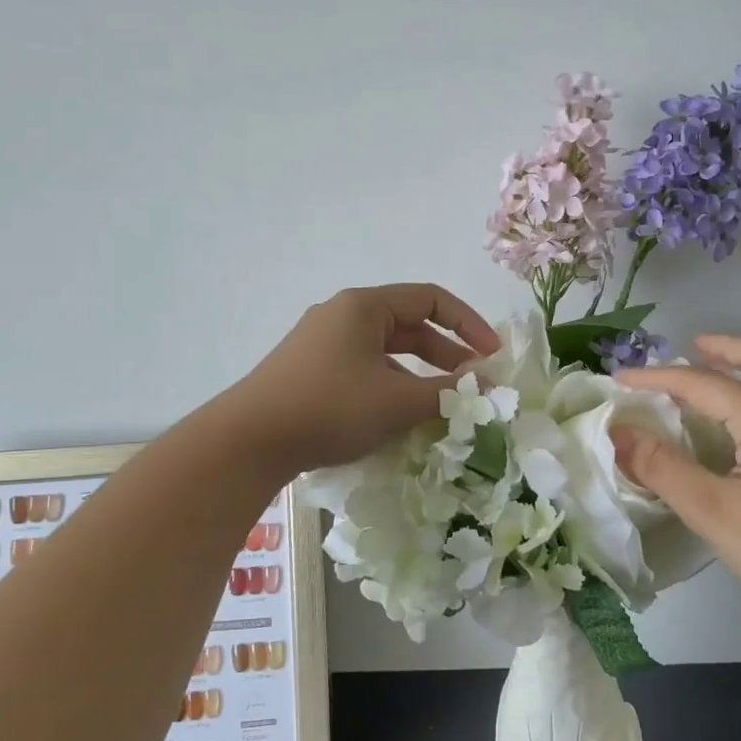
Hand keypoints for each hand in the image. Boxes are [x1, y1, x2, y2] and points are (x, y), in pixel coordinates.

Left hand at [227, 283, 499, 474]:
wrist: (248, 441)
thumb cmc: (330, 407)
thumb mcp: (397, 401)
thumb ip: (447, 392)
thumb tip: (486, 386)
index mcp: (364, 306)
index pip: (431, 299)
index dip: (468, 324)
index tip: (492, 356)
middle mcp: (343, 316)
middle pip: (409, 326)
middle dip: (446, 355)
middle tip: (474, 384)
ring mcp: (323, 345)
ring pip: (387, 354)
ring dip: (419, 377)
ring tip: (443, 407)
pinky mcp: (311, 373)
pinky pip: (365, 371)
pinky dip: (391, 389)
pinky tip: (401, 420)